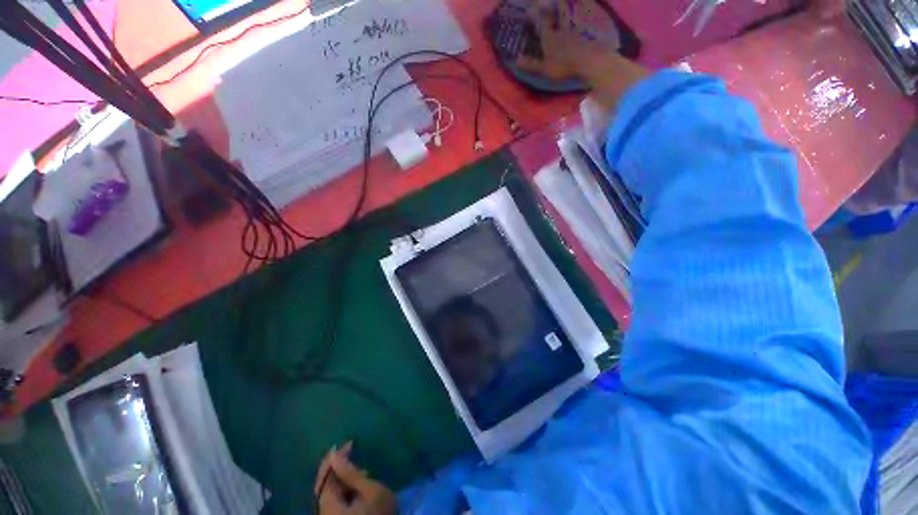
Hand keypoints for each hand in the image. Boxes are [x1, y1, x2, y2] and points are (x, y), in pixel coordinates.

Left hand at [314, 442, 396, 514]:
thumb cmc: (379, 514)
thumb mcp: (370, 490)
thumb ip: (351, 474)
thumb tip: (335, 456)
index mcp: (329, 506)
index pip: (325, 478)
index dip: (333, 459)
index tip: (347, 443)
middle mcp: (324, 512)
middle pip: (324, 486)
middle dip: (335, 468)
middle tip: (349, 450)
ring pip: (330, 493)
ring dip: (342, 478)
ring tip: (359, 469)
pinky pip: (335, 500)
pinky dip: (344, 488)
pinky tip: (358, 484)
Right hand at [516, 0, 616, 79]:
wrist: (588, 60)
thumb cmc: (564, 66)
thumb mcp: (544, 68)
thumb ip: (531, 64)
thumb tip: (516, 60)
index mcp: (549, 37)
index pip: (541, 22)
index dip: (534, 15)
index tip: (529, 10)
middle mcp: (560, 28)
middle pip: (555, 13)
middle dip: (549, 6)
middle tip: (543, 2)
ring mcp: (574, 27)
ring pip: (568, 12)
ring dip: (564, 6)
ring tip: (561, 2)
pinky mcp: (587, 28)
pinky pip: (583, 16)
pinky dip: (582, 9)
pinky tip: (582, 7)